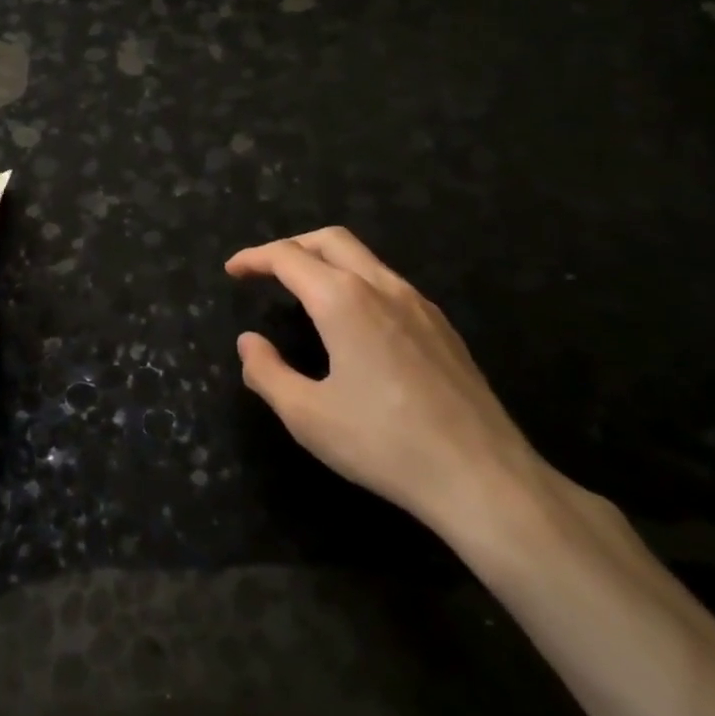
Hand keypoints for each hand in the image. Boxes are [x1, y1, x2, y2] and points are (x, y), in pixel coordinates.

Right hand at [225, 227, 552, 556]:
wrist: (481, 475)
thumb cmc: (383, 444)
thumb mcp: (307, 416)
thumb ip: (267, 372)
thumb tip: (248, 342)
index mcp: (343, 300)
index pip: (288, 258)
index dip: (254, 258)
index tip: (233, 270)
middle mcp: (382, 287)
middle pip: (330, 240)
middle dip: (292, 246)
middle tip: (265, 271)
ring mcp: (419, 303)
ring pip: (365, 258)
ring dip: (327, 261)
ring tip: (304, 292)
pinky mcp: (442, 326)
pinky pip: (389, 283)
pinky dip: (357, 282)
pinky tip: (354, 323)